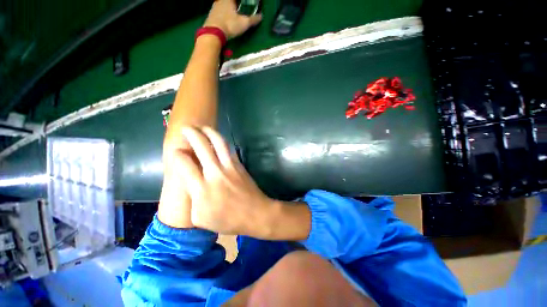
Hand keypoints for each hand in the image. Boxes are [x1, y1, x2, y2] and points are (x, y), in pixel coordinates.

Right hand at [179, 126, 275, 235]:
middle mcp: (215, 173)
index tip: (175, 151)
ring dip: (209, 132)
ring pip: (218, 143)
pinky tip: (217, 139)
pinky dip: (221, 141)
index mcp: (202, 189)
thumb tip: (189, 183)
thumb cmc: (228, 220)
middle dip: (192, 134)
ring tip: (202, 127)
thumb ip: (192, 199)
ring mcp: (230, 167)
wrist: (255, 213)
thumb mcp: (201, 218)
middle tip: (186, 128)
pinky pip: (229, 149)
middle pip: (202, 147)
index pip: (184, 164)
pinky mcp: (239, 165)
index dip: (177, 155)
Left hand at [203, 0, 261, 39]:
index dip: (241, 3)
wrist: (213, 33)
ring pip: (222, 6)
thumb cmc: (230, 25)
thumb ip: (253, 20)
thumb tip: (261, 16)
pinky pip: (218, 13)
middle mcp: (220, 1)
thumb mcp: (244, 23)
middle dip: (233, 5)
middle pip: (228, 1)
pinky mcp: (210, 16)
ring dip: (227, 10)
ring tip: (232, 16)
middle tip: (238, 10)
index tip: (243, 5)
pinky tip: (225, 21)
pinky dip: (222, 16)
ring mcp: (214, 8)